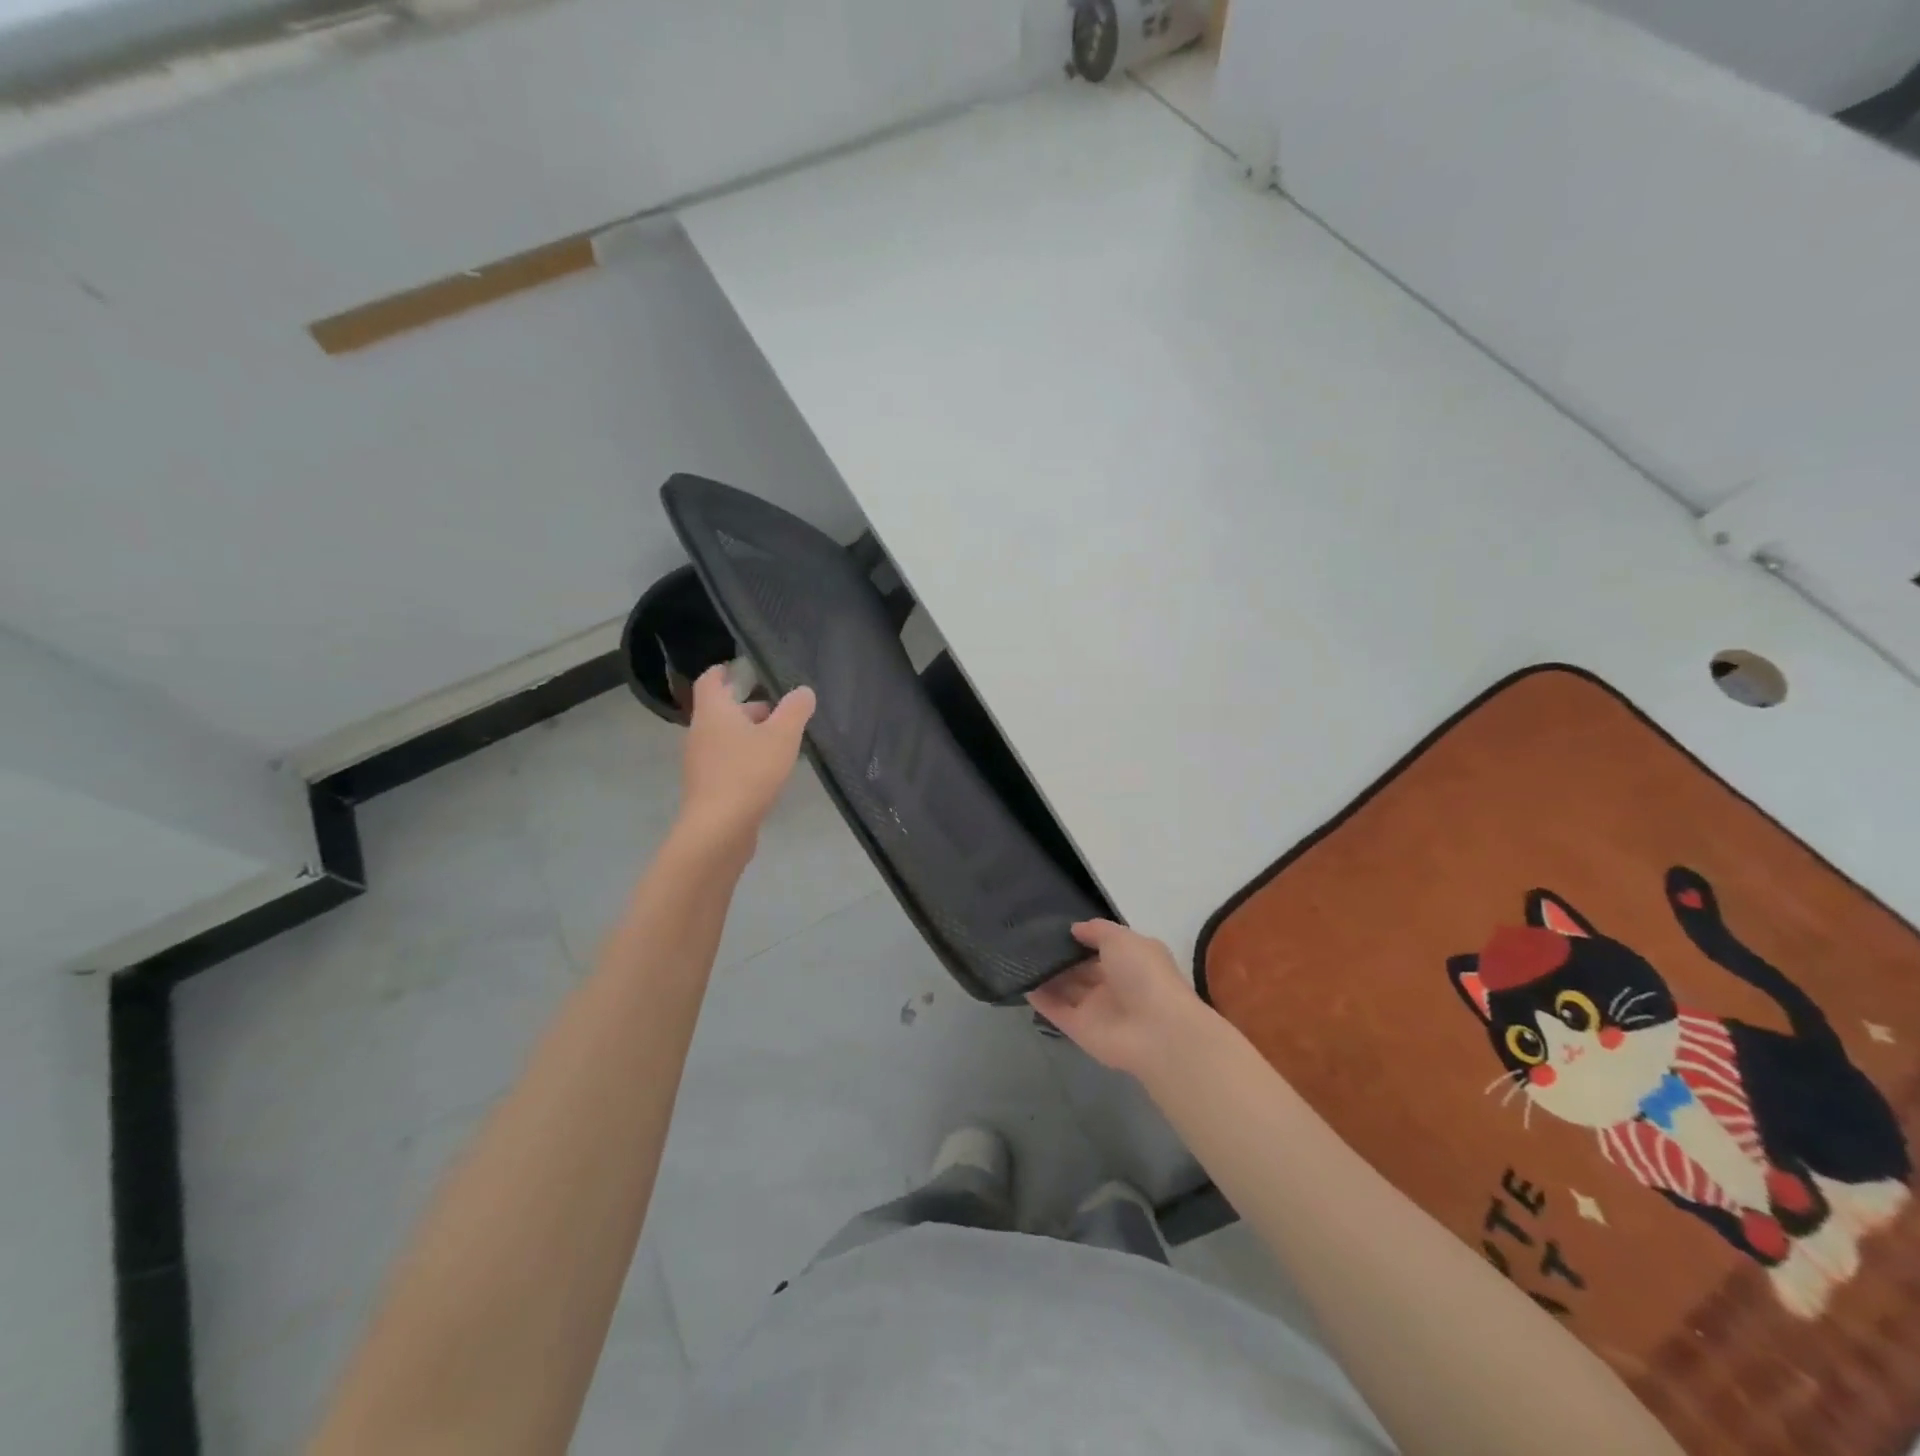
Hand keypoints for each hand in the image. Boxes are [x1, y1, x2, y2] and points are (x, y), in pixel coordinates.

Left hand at [678, 666, 815, 846]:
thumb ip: (795, 710)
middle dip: (750, 707)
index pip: (710, 680)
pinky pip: (727, 761)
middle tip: (780, 710)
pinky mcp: (708, 786)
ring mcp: (701, 762)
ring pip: (726, 737)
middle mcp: (701, 732)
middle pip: (722, 710)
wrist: (719, 829)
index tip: (740, 668)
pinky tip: (770, 771)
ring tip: (782, 742)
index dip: (723, 671)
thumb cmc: (749, 773)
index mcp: (714, 712)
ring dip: (750, 735)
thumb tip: (803, 691)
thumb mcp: (782, 736)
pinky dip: (746, 758)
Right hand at [1027, 920, 1212, 1079]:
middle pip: (1079, 969)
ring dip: (1045, 975)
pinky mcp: (1079, 1029)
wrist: (1157, 1031)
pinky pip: (1055, 1010)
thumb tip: (1075, 928)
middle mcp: (1112, 984)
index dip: (1079, 938)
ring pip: (1065, 989)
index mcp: (1129, 961)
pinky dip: (1039, 997)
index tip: (1053, 925)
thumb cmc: (1145, 975)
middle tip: (1028, 939)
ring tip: (1018, 955)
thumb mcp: (1123, 939)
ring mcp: (1095, 1008)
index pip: (1100, 948)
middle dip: (1059, 956)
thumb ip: (1097, 930)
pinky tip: (1020, 980)